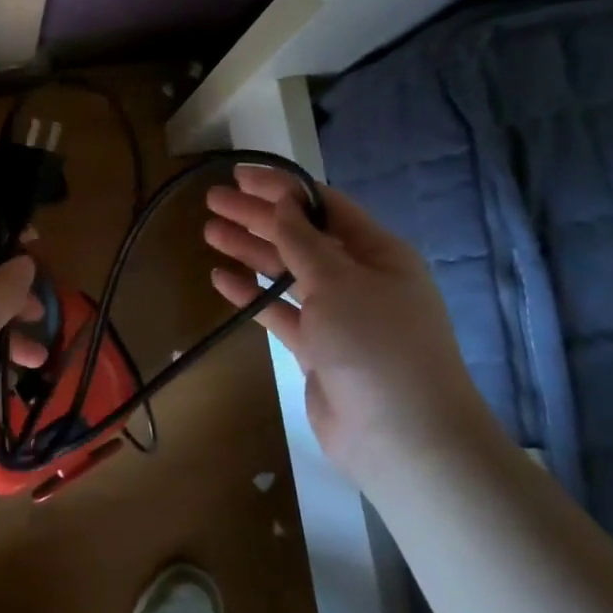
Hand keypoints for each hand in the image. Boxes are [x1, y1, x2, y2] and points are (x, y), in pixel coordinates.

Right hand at [204, 167, 498, 484]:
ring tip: (210, 233)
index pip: (323, 206)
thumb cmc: (376, 345)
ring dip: (249, 251)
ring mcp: (337, 314)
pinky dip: (252, 295)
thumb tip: (281, 203)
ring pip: (285, 272)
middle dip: (257, 217)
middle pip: (299, 236)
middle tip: (212, 201)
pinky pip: (279, 311)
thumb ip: (303, 242)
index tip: (239, 175)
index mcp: (377, 252)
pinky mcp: (317, 348)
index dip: (280, 188)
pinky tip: (222, 279)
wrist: (403, 437)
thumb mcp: (339, 282)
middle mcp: (358, 277)